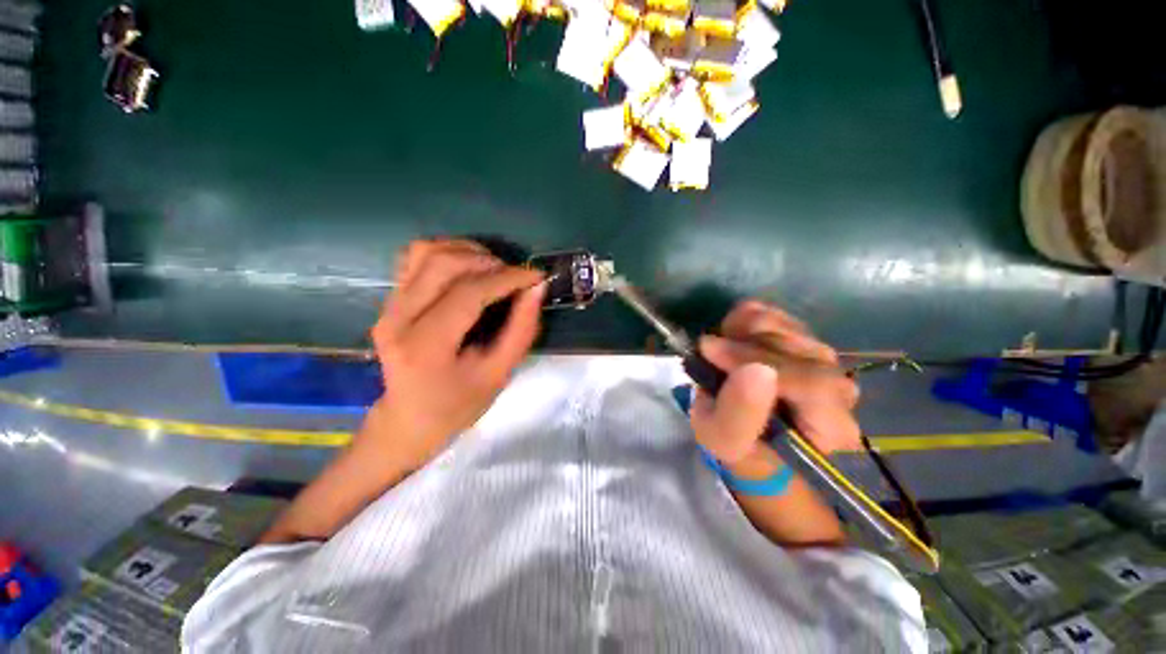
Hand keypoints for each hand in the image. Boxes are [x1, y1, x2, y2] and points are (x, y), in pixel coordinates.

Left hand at [366, 239, 545, 471]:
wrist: (410, 418)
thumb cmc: (458, 404)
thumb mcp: (499, 374)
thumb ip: (521, 329)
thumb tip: (536, 288)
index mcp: (425, 347)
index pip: (468, 293)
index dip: (507, 278)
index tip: (536, 277)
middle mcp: (398, 319)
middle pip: (443, 263)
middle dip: (489, 262)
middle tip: (515, 276)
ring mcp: (388, 306)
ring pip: (426, 251)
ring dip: (468, 252)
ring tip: (495, 269)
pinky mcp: (389, 299)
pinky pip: (415, 257)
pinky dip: (448, 253)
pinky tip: (469, 268)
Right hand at [689, 300, 860, 470]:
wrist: (739, 428)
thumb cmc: (735, 444)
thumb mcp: (725, 441)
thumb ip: (739, 414)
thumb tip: (754, 369)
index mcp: (831, 426)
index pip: (814, 384)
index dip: (759, 361)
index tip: (711, 351)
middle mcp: (839, 388)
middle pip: (801, 348)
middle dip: (745, 345)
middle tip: (709, 350)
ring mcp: (821, 358)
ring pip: (786, 326)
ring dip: (742, 332)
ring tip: (720, 350)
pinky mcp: (801, 337)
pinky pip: (774, 314)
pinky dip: (744, 320)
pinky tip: (731, 338)